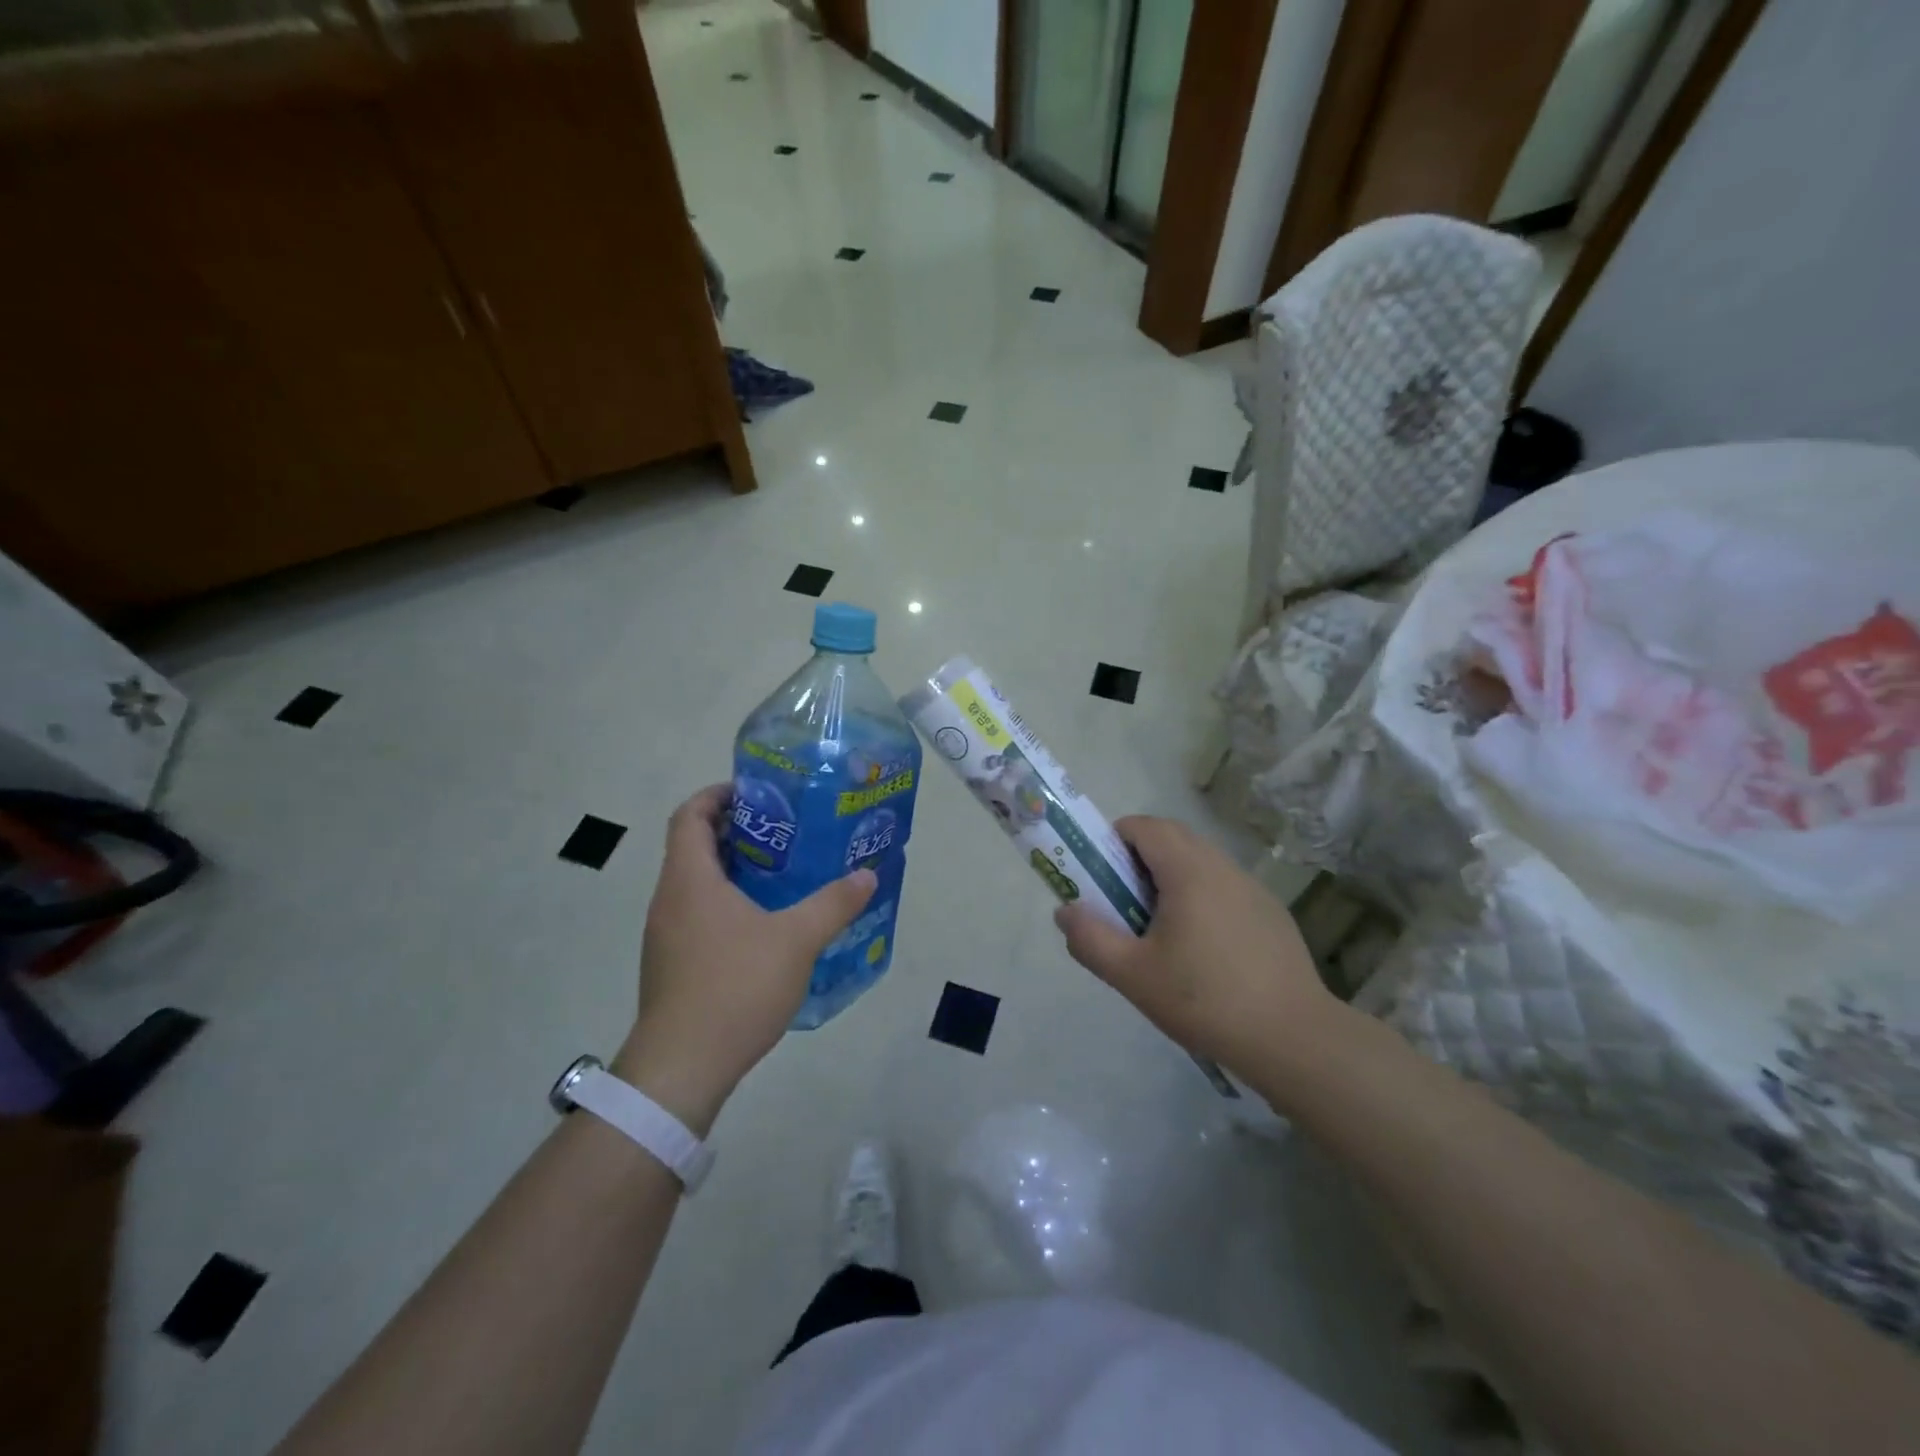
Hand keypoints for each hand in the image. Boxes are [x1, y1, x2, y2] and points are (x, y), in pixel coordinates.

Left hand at [613, 784, 875, 1133]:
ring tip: (782, 874)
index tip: (757, 792)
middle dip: (737, 831)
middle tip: (785, 832)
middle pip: (694, 846)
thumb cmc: (734, 987)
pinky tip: (764, 926)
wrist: (681, 1068)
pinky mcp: (671, 964)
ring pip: (696, 883)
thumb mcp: (796, 941)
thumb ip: (833, 904)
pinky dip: (726, 904)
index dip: (718, 795)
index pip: (690, 815)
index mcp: (690, 880)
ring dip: (733, 870)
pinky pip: (697, 915)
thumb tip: (867, 875)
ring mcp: (666, 935)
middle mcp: (669, 900)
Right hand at [1053, 815, 1342, 1093]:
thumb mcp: (1132, 975)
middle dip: (1139, 859)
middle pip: (1172, 839)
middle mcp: (1222, 866)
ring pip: (1200, 863)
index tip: (1101, 875)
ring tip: (1161, 931)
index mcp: (1188, 870)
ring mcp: (1252, 888)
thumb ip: (1090, 938)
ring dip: (1171, 878)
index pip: (1144, 826)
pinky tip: (1204, 951)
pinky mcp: (1271, 913)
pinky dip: (1201, 898)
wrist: (1293, 1038)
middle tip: (1123, 903)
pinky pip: (1224, 887)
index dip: (1114, 839)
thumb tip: (1066, 911)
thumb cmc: (1204, 999)